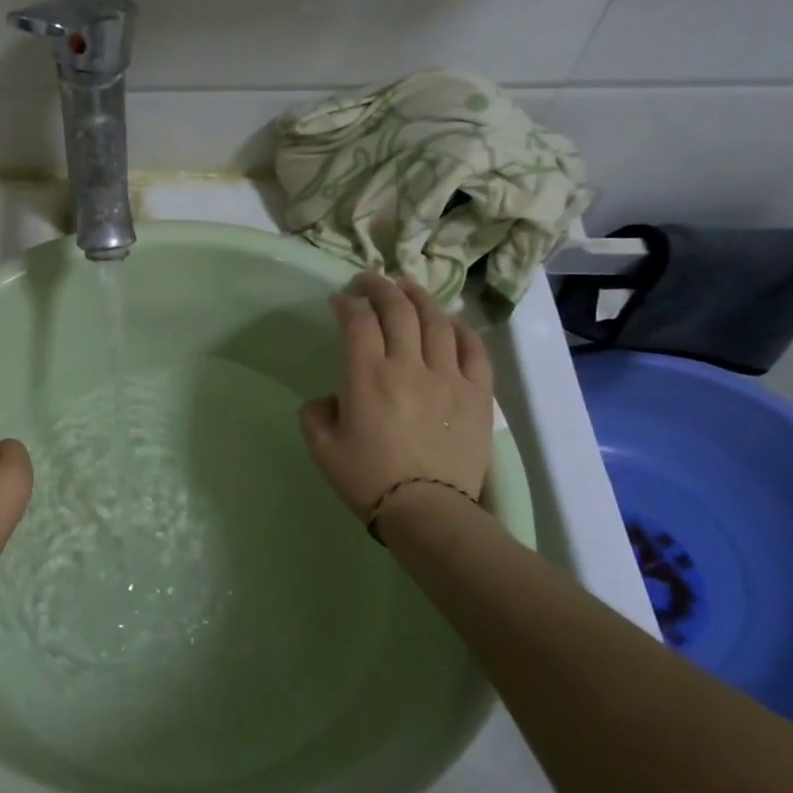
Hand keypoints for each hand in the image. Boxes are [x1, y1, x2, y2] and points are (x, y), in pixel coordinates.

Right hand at [298, 272, 494, 522]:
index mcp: (367, 377)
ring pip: (437, 321)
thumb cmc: (367, 480)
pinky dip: (461, 329)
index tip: (339, 300)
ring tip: (408, 288)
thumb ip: (315, 414)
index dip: (347, 303)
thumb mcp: (322, 449)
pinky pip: (474, 349)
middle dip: (380, 287)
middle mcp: (408, 366)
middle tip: (369, 280)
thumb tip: (328, 399)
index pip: (358, 321)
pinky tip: (451, 322)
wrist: (428, 512)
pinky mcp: (477, 393)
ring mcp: (448, 377)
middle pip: (398, 310)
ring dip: (419, 298)